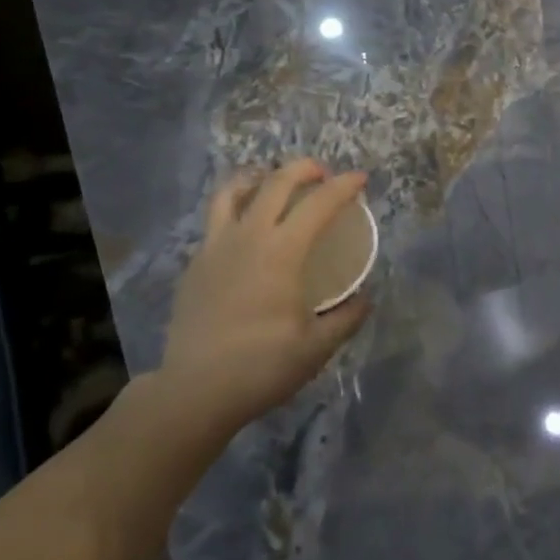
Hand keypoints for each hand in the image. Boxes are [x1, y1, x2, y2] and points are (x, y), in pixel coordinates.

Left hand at [156, 160, 372, 447]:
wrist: (195, 390)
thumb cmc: (262, 366)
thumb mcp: (317, 346)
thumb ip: (347, 317)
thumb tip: (365, 298)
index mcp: (282, 251)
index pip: (319, 203)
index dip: (344, 186)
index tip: (360, 179)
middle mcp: (248, 237)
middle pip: (275, 182)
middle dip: (303, 169)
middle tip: (322, 174)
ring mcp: (215, 246)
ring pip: (233, 191)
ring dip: (259, 177)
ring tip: (273, 182)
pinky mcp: (195, 263)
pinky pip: (216, 219)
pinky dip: (236, 209)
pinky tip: (245, 230)